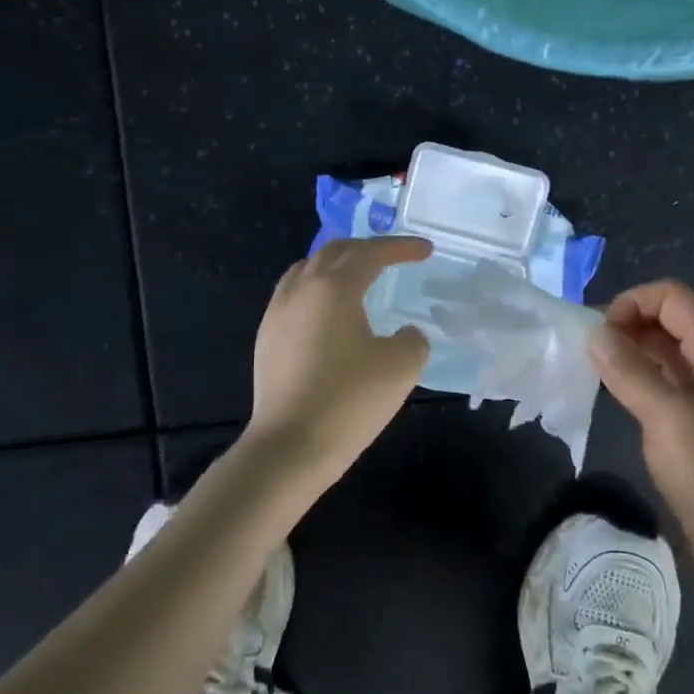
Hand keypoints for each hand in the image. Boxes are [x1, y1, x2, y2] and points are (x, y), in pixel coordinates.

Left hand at [248, 236, 434, 479]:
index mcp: (334, 287)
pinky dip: (318, 287)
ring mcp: (278, 311)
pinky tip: (329, 310)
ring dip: (338, 264)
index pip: (372, 253)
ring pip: (308, 268)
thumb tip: (405, 333)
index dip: (401, 247)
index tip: (426, 249)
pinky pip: (294, 293)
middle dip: (368, 248)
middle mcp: (301, 289)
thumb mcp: (401, 367)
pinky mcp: (267, 336)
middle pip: (335, 251)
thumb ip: (413, 340)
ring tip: (359, 275)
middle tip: (394, 257)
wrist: (289, 446)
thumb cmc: (349, 400)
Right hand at [589, 279, 693, 602]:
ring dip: (631, 355)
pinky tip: (619, 402)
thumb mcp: (669, 417)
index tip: (598, 335)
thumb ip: (629, 370)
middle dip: (627, 326)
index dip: (632, 302)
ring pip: (665, 356)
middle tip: (590, 355)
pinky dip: (639, 384)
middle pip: (669, 321)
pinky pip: (665, 389)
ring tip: (596, 374)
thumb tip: (595, 332)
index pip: (672, 296)